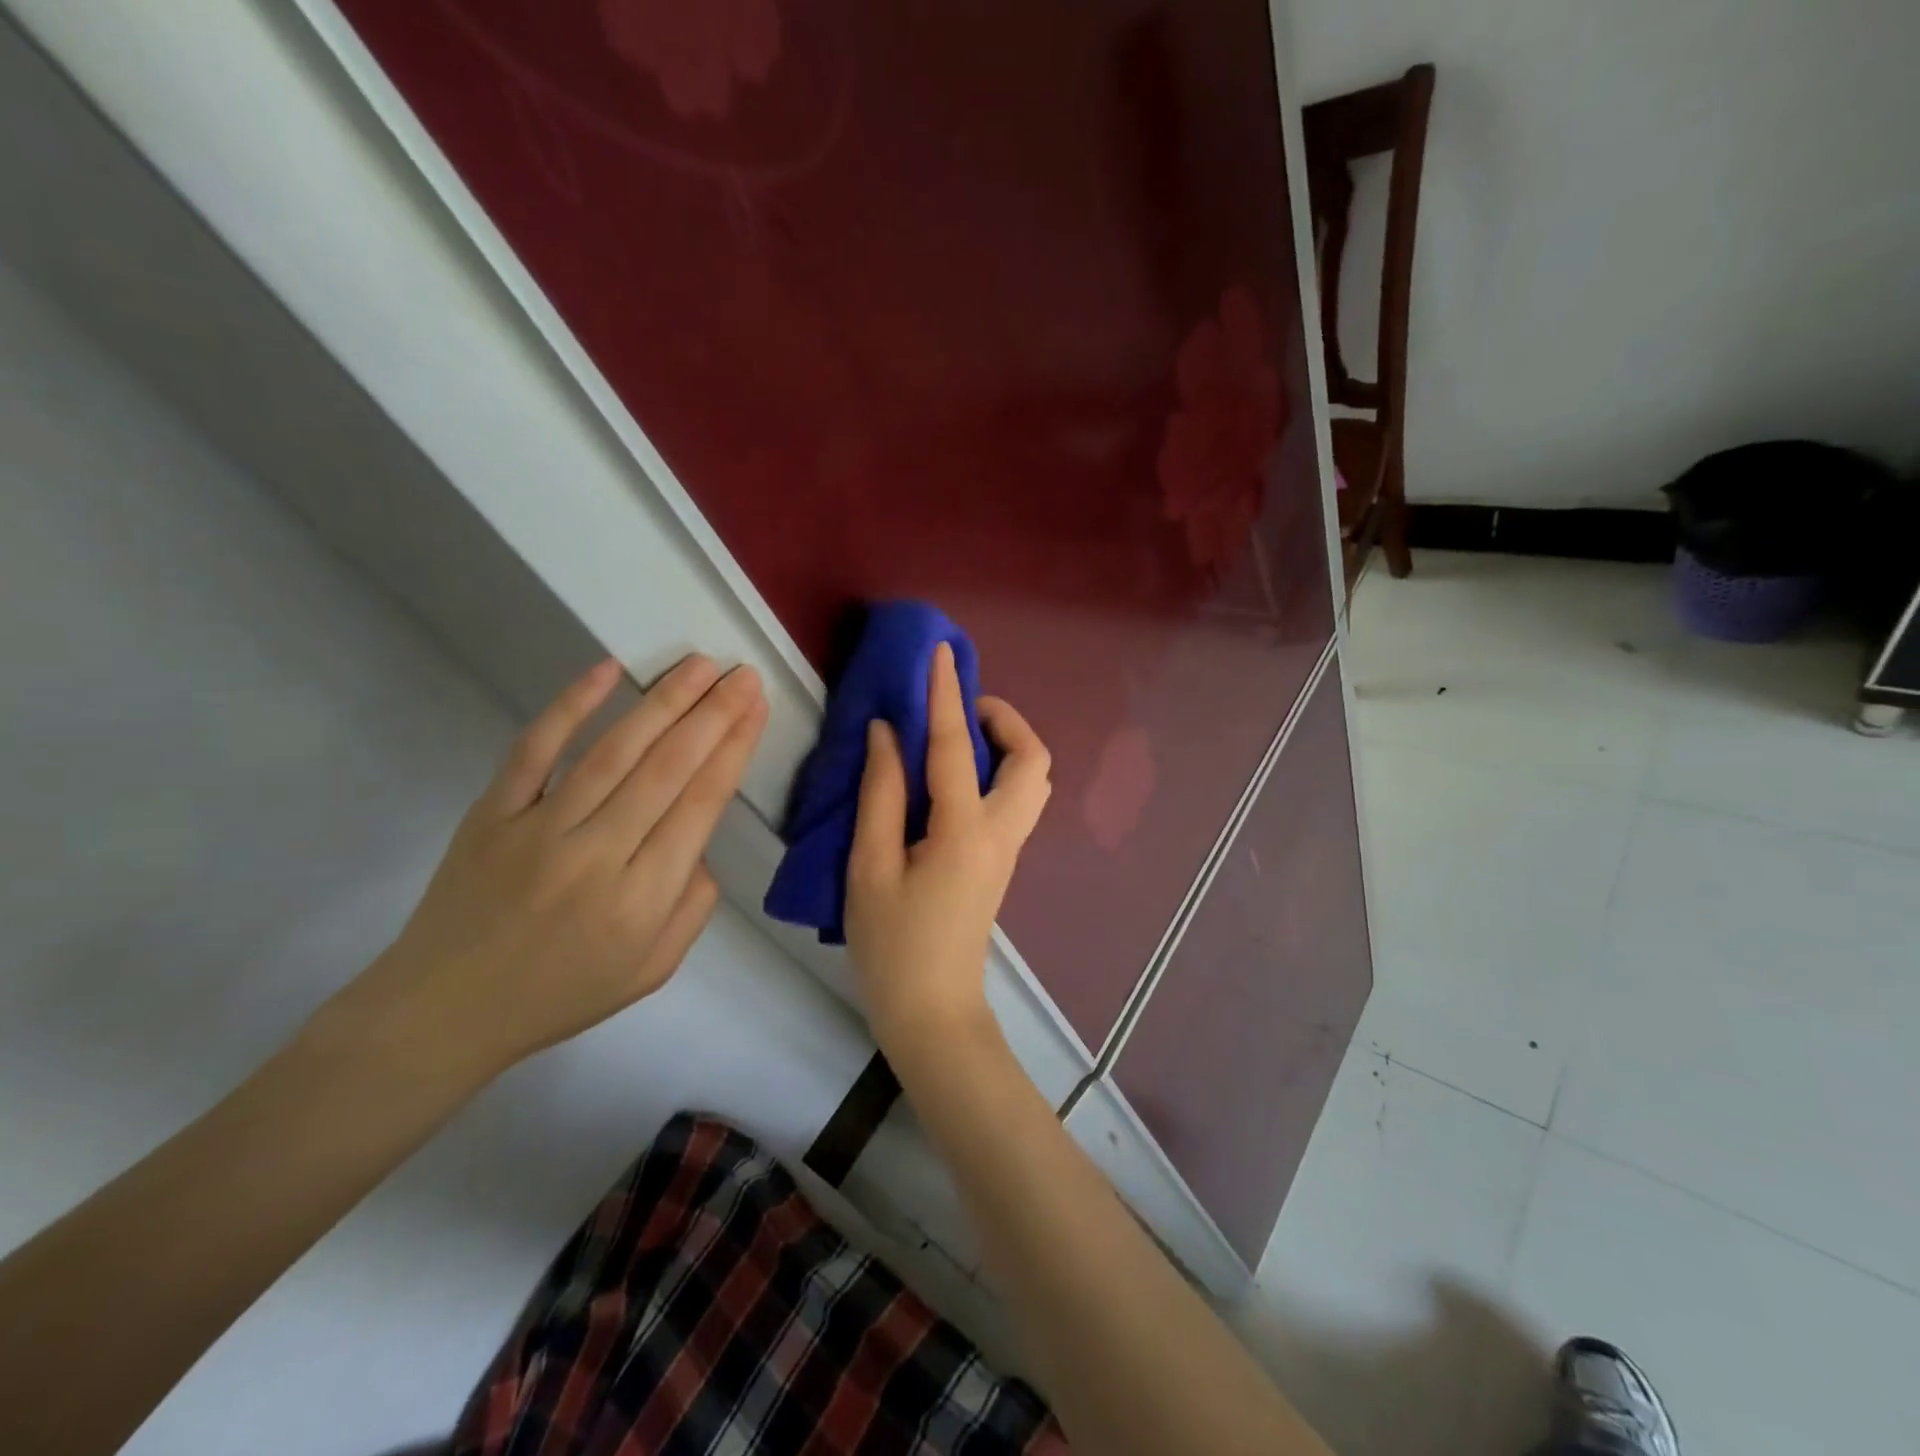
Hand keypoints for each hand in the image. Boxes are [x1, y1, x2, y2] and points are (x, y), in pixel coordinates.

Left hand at [311, 654, 766, 1088]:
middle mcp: (598, 853)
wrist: (444, 1011)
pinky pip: (535, 749)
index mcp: (644, 896)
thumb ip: (694, 906)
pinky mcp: (493, 812)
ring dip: (663, 701)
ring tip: (698, 665)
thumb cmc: (561, 993)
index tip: (755, 707)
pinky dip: (571, 706)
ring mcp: (540, 828)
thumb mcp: (653, 970)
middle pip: (668, 767)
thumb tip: (699, 842)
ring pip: (615, 751)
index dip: (734, 748)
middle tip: (740, 673)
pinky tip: (608, 671)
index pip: (702, 803)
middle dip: (713, 714)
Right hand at [845, 642, 1051, 1061]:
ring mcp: (1009, 849)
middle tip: (958, 712)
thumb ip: (880, 794)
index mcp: (963, 830)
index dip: (945, 694)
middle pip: (1032, 759)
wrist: (932, 1009)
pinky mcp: (1003, 861)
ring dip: (1006, 746)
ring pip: (1033, 780)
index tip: (941, 653)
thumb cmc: (892, 943)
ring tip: (957, 741)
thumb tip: (885, 733)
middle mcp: (1001, 832)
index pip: (953, 746)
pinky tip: (956, 779)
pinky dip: (999, 770)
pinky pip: (1017, 799)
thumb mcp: (869, 867)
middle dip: (1003, 720)